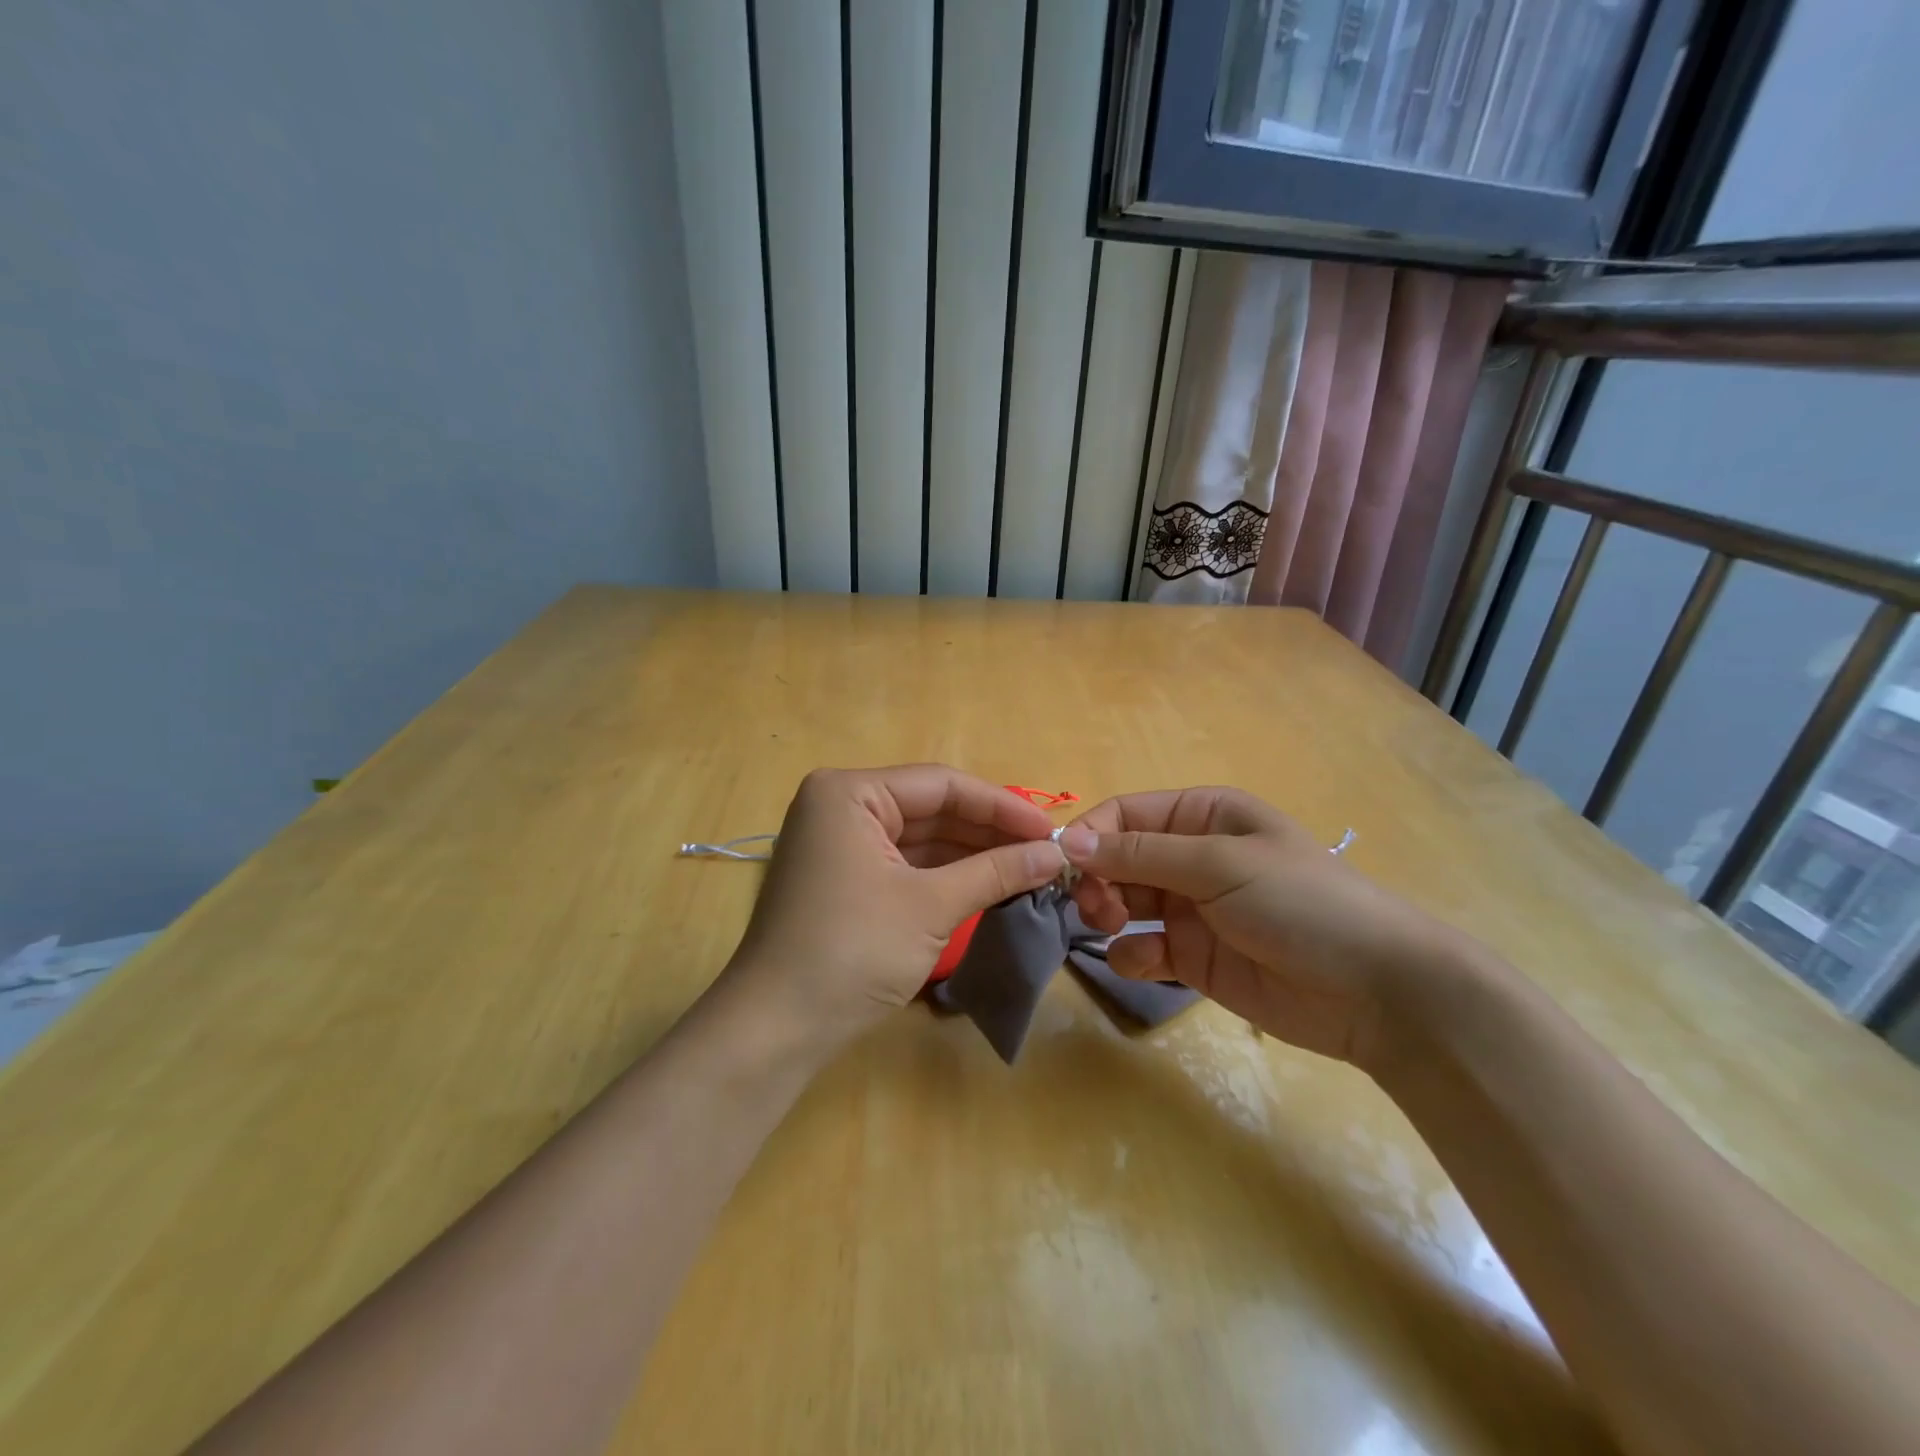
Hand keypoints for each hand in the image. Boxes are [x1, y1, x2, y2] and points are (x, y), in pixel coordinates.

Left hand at [720, 766, 1067, 1053]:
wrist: (776, 1029)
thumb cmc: (852, 951)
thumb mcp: (931, 906)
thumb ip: (996, 871)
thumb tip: (1055, 854)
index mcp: (849, 792)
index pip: (940, 784)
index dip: (1001, 805)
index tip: (1051, 829)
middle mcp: (841, 806)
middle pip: (931, 808)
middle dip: (989, 832)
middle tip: (1047, 852)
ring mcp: (841, 844)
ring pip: (921, 838)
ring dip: (972, 855)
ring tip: (1030, 869)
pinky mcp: (845, 879)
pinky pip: (906, 864)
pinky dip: (946, 875)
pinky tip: (990, 884)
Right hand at [1060, 787, 1465, 1068]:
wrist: (1376, 991)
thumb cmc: (1300, 902)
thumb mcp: (1219, 864)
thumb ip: (1140, 854)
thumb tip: (1068, 842)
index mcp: (1202, 816)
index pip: (1125, 814)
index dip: (1091, 836)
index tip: (1063, 867)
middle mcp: (1191, 856)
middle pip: (1117, 859)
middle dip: (1097, 879)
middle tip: (1096, 907)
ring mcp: (1191, 908)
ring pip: (1123, 902)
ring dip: (1108, 913)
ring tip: (1115, 929)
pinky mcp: (1193, 956)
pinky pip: (1143, 948)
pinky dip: (1133, 955)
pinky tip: (1148, 965)